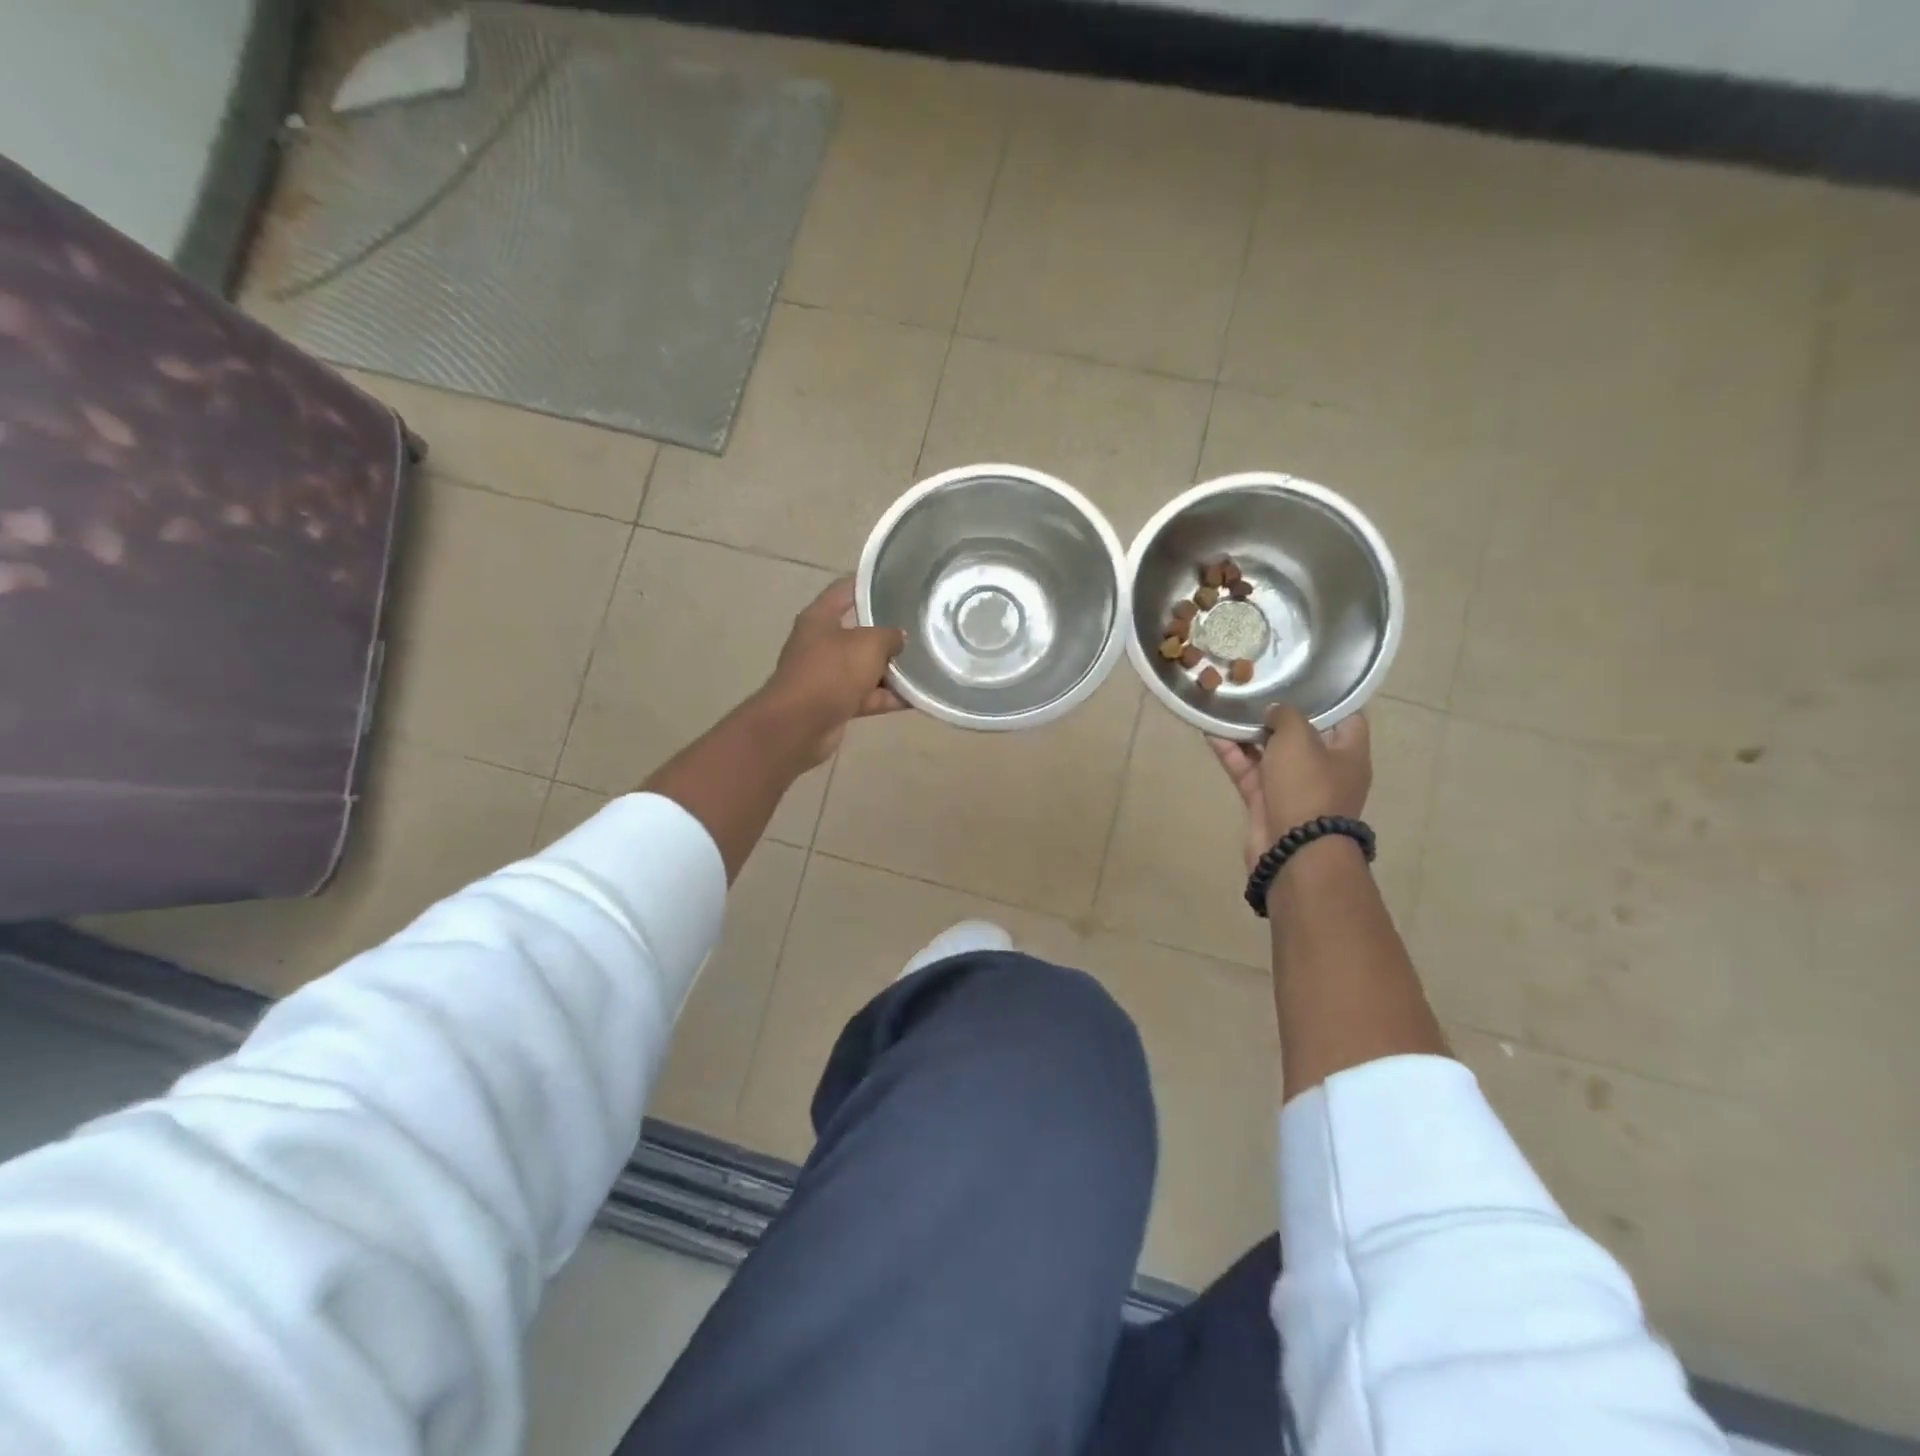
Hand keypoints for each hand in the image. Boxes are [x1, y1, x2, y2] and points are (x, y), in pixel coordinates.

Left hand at [761, 579, 908, 766]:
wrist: (799, 725)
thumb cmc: (831, 672)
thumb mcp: (867, 644)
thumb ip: (889, 636)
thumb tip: (899, 637)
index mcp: (820, 618)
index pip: (845, 591)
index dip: (868, 584)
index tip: (896, 581)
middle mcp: (821, 643)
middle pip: (858, 632)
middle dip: (887, 632)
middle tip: (919, 626)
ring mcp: (827, 675)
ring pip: (865, 667)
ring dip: (891, 669)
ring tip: (926, 663)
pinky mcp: (835, 703)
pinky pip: (868, 696)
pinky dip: (888, 697)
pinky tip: (917, 697)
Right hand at [1208, 705, 1371, 872]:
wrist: (1293, 849)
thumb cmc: (1307, 787)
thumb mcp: (1299, 739)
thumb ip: (1286, 716)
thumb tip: (1276, 712)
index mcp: (1348, 753)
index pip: (1344, 717)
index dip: (1325, 697)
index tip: (1300, 679)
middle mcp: (1324, 769)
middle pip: (1300, 735)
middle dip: (1277, 714)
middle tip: (1254, 689)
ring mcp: (1293, 788)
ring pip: (1268, 753)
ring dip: (1247, 733)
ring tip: (1224, 706)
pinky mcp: (1266, 802)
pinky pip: (1248, 771)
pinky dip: (1232, 754)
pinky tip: (1211, 733)